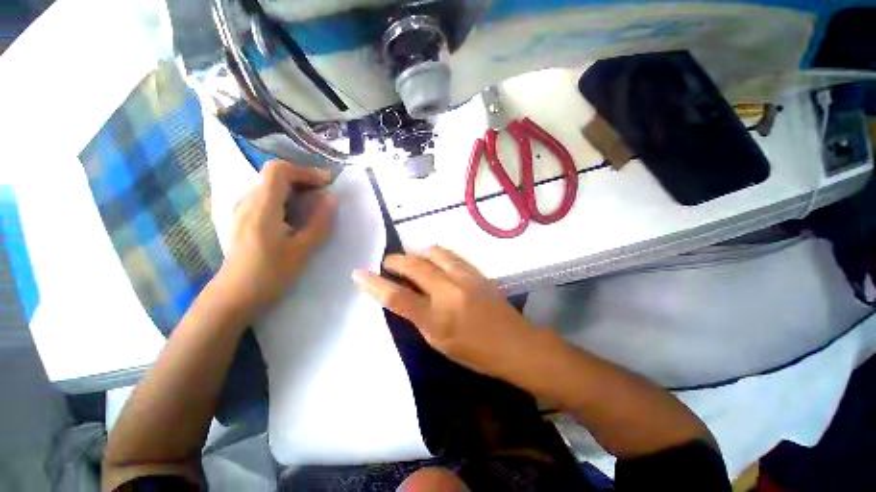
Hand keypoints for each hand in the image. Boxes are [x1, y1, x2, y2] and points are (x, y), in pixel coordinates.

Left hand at [218, 160, 336, 314]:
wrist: (234, 296)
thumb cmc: (270, 274)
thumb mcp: (302, 250)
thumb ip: (319, 222)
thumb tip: (332, 199)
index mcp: (261, 207)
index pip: (278, 170)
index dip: (305, 171)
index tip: (326, 183)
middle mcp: (247, 202)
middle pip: (274, 175)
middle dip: (302, 179)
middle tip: (324, 194)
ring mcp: (242, 210)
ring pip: (269, 186)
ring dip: (294, 189)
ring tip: (314, 204)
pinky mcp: (242, 219)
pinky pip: (265, 198)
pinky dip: (285, 198)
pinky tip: (295, 215)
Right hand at [353, 246, 537, 377]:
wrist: (515, 343)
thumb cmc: (475, 352)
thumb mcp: (439, 342)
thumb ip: (419, 317)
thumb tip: (404, 296)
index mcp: (436, 318)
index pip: (397, 296)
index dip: (375, 284)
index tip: (359, 274)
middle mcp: (449, 291)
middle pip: (414, 266)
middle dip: (395, 261)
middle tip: (388, 263)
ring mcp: (465, 277)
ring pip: (433, 253)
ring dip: (417, 254)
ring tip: (412, 261)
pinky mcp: (476, 271)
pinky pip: (450, 255)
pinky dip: (435, 255)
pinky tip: (433, 260)